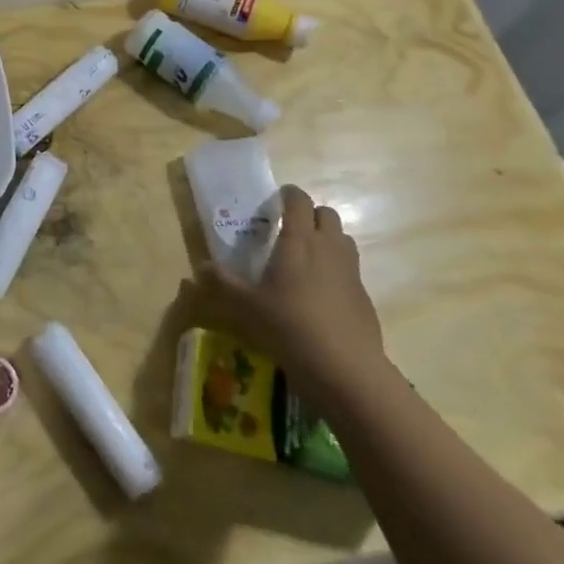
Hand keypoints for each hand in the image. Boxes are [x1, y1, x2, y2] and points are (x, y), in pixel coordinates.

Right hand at [193, 186, 386, 403]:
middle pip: (326, 214)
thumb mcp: (246, 307)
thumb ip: (221, 284)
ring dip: (326, 239)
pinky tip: (320, 296)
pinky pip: (350, 269)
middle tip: (289, 231)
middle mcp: (328, 247)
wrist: (346, 369)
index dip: (288, 195)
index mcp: (299, 240)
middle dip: (309, 215)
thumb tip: (199, 269)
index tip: (275, 202)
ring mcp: (351, 271)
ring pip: (342, 238)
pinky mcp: (364, 296)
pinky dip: (336, 270)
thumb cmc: (290, 326)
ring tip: (305, 259)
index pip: (298, 200)